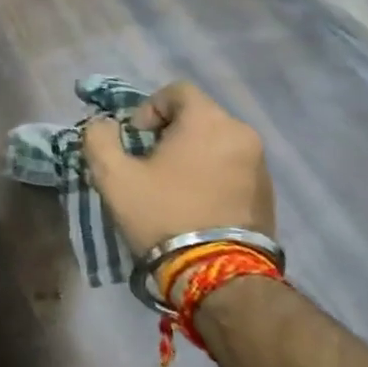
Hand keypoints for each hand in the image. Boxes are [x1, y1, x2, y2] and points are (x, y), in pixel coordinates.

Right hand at [84, 81, 275, 255]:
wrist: (218, 275)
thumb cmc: (164, 215)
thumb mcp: (114, 177)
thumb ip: (99, 139)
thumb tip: (102, 125)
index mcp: (208, 120)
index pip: (177, 91)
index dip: (149, 109)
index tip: (136, 141)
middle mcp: (241, 133)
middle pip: (198, 117)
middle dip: (170, 134)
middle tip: (150, 165)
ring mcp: (260, 164)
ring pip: (217, 143)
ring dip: (193, 155)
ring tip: (173, 188)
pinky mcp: (268, 193)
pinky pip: (234, 168)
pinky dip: (213, 175)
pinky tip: (196, 205)